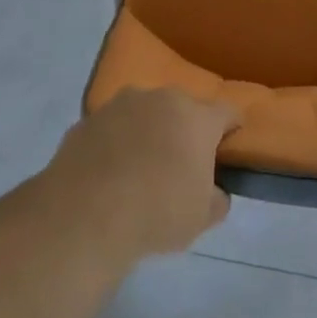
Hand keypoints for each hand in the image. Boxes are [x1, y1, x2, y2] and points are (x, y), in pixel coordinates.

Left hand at [49, 87, 242, 256]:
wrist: (85, 214)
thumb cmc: (157, 212)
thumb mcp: (202, 218)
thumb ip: (217, 199)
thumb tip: (215, 192)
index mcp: (197, 118)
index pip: (227, 112)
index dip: (232, 128)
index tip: (228, 145)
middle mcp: (161, 99)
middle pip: (183, 108)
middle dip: (185, 129)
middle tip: (181, 162)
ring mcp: (120, 105)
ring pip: (145, 113)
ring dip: (148, 131)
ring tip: (140, 166)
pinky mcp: (88, 120)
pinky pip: (112, 128)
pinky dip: (116, 142)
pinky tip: (109, 173)